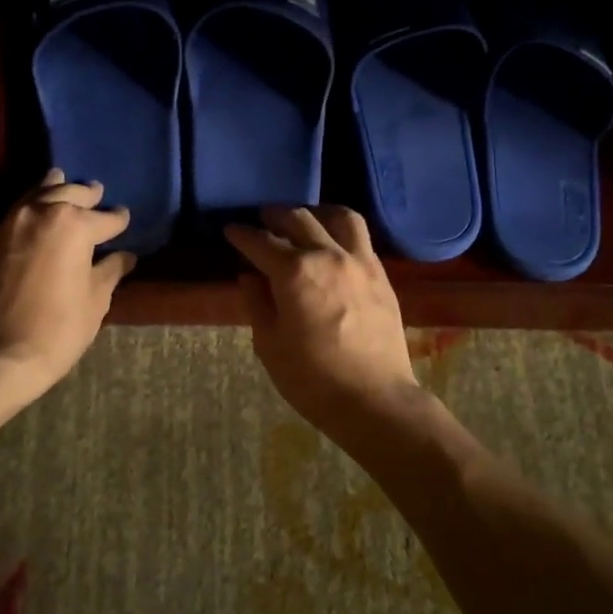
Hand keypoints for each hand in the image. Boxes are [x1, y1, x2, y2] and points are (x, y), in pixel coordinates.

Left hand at [0, 170, 134, 401]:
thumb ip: (110, 271)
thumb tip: (125, 256)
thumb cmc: (58, 330)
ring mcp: (12, 222)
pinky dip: (33, 205)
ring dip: (55, 189)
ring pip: (38, 194)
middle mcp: (42, 212)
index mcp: (74, 225)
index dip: (119, 220)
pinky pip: (19, 210)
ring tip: (65, 183)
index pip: (106, 218)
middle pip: (69, 194)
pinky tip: (39, 211)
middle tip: (98, 193)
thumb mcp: (95, 301)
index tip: (125, 219)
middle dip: (87, 195)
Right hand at [224, 206, 420, 433]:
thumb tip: (250, 276)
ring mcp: (359, 261)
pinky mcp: (381, 275)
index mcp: (294, 272)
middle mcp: (327, 255)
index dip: (242, 234)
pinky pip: (361, 237)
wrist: (374, 399)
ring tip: (304, 221)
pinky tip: (333, 243)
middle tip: (262, 221)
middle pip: (298, 219)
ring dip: (315, 213)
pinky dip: (341, 230)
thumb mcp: (269, 345)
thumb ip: (257, 303)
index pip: (261, 242)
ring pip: (338, 217)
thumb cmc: (312, 379)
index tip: (231, 230)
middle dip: (275, 216)